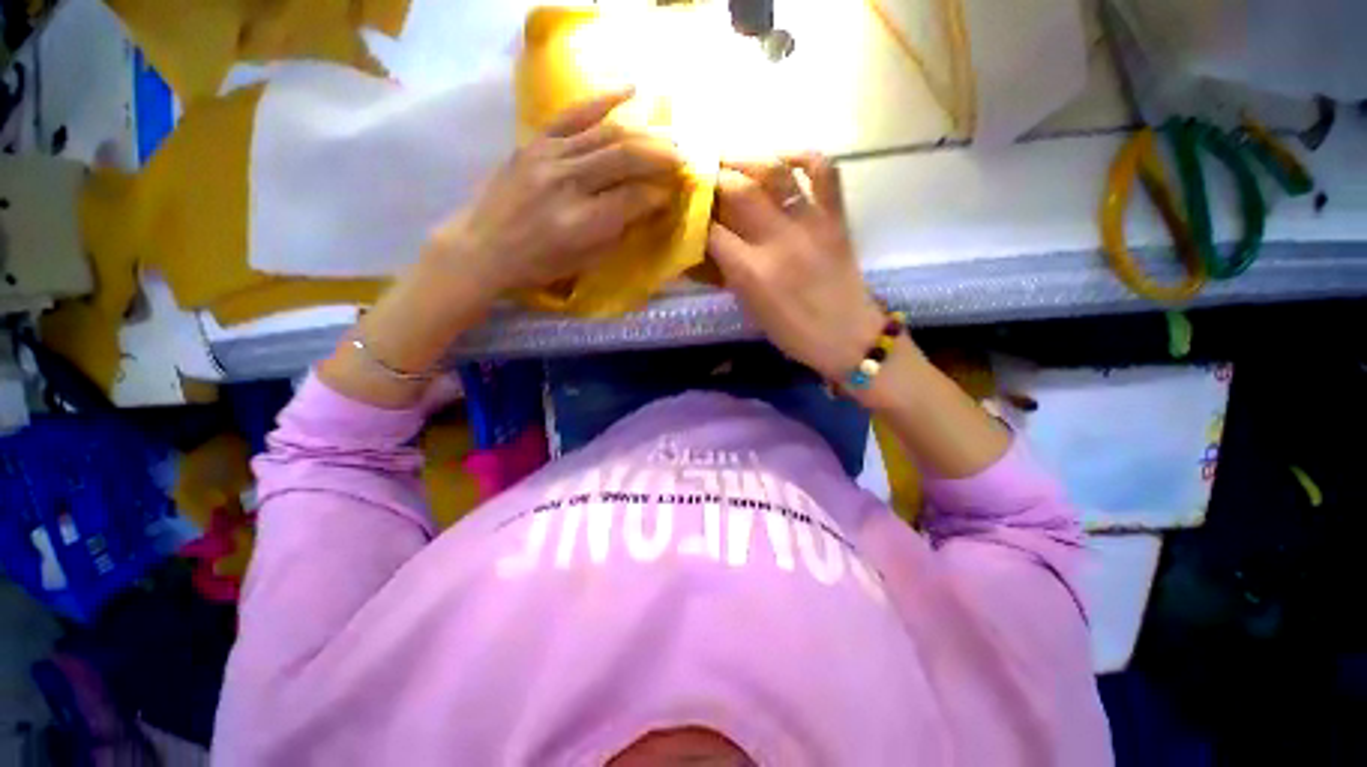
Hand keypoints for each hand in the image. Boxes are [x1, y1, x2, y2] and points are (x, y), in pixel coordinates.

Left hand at [428, 88, 682, 296]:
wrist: (482, 247)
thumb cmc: (538, 265)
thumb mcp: (585, 261)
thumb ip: (618, 231)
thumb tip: (648, 206)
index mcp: (582, 223)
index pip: (634, 198)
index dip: (659, 194)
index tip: (674, 193)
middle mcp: (568, 184)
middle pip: (625, 158)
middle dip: (661, 155)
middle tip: (683, 155)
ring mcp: (548, 157)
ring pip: (606, 134)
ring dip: (643, 132)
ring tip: (668, 133)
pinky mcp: (535, 143)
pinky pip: (572, 114)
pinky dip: (602, 100)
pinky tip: (629, 90)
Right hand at [707, 154, 890, 380]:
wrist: (847, 336)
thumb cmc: (791, 332)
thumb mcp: (749, 307)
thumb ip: (723, 275)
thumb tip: (697, 250)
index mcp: (752, 272)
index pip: (711, 230)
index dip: (693, 214)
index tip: (682, 206)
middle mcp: (779, 240)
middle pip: (738, 189)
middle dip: (712, 177)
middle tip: (699, 174)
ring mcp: (811, 223)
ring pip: (775, 170)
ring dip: (746, 158)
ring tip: (729, 159)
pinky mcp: (836, 217)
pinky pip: (824, 170)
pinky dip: (802, 154)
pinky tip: (781, 157)